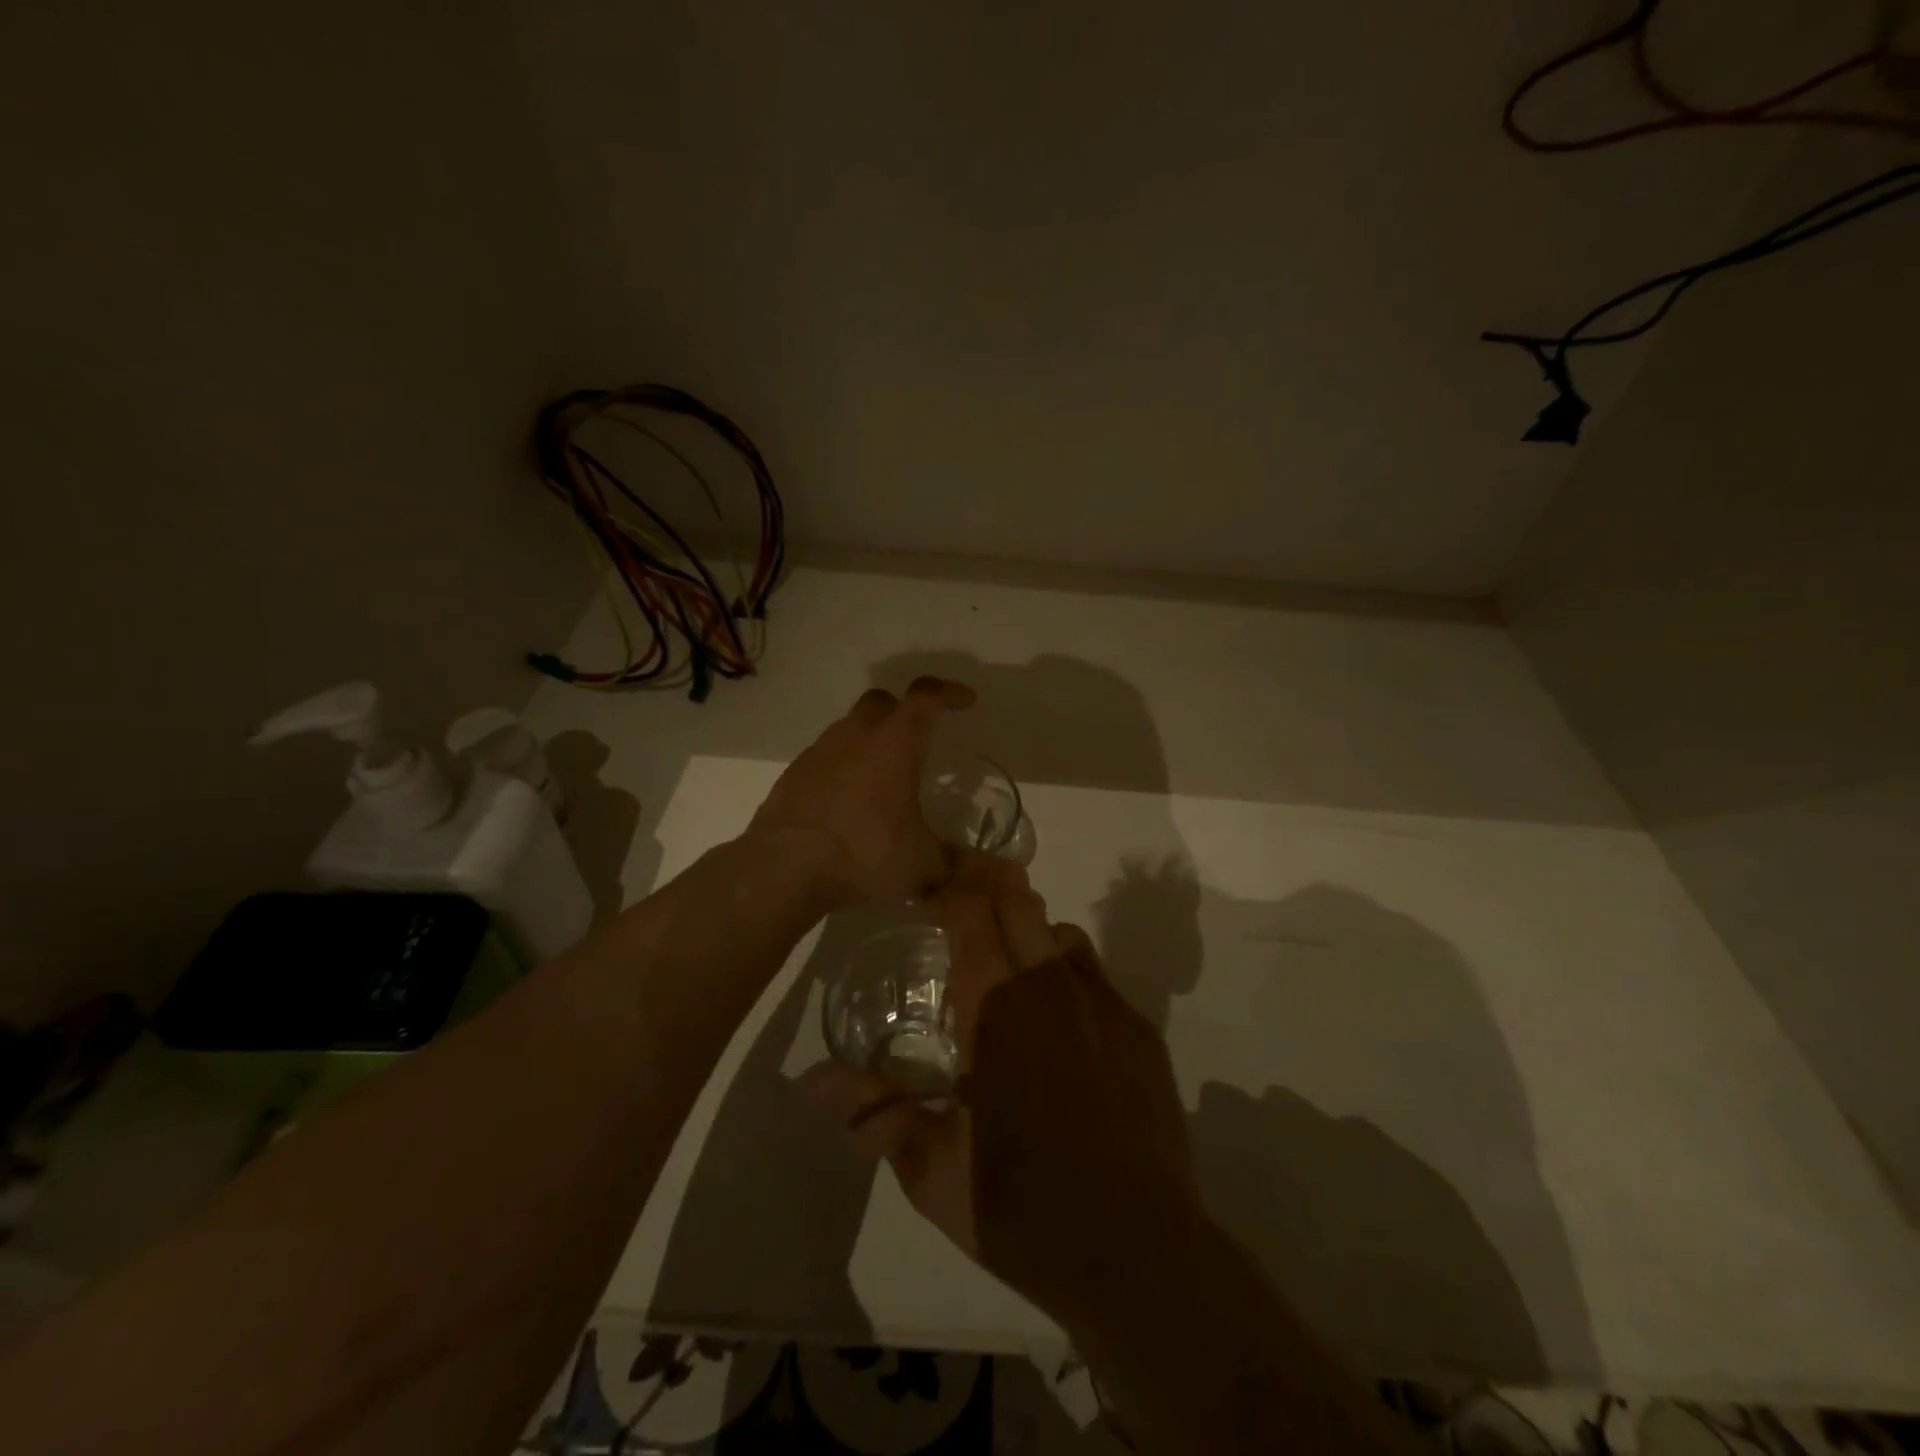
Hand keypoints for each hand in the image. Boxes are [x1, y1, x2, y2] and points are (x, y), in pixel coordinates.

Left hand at [747, 676, 975, 905]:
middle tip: (920, 737)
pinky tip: (849, 801)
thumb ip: (967, 868)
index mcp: (893, 743)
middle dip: (904, 711)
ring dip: (871, 739)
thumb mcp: (924, 866)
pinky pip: (826, 757)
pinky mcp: (793, 775)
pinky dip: (843, 766)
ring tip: (885, 776)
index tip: (965, 701)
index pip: (926, 697)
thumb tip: (1012, 881)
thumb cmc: (864, 854)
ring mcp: (818, 752)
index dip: (949, 693)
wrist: (782, 869)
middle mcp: (855, 736)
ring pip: (850, 728)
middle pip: (882, 702)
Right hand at [806, 857, 1201, 1326]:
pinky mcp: (1141, 1031)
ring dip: (1032, 935)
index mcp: (995, 1009)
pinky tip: (1064, 1025)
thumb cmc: (1021, 1208)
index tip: (930, 894)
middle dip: (990, 891)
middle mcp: (1050, 988)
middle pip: (1020, 903)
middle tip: (966, 907)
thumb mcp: (934, 1170)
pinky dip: (1070, 976)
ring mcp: (1104, 1005)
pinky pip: (1097, 977)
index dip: (949, 892)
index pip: (970, 915)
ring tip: (1012, 968)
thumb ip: (875, 1111)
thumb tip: (810, 1080)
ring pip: (1061, 935)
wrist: (1139, 1254)